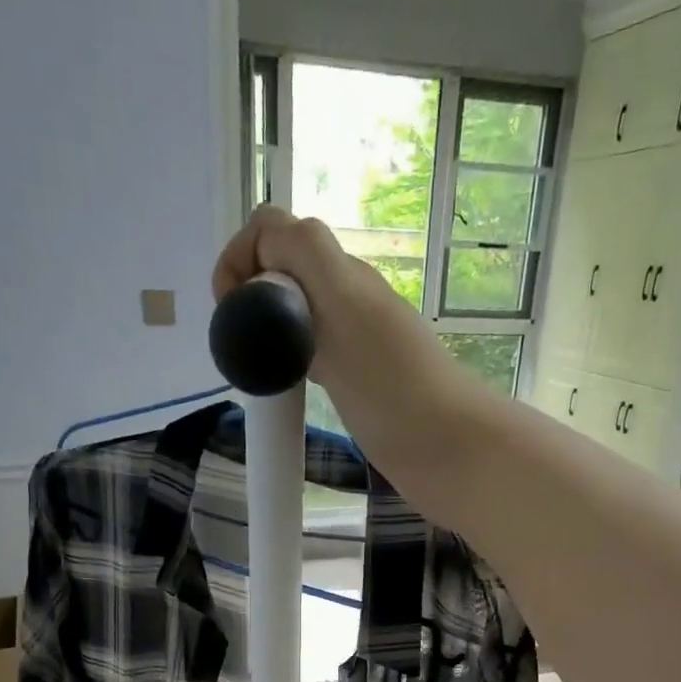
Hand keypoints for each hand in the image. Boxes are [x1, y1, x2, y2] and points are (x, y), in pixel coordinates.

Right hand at [212, 206, 459, 414]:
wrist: (450, 450)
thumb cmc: (393, 386)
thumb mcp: (344, 306)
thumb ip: (305, 259)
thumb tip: (266, 239)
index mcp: (342, 273)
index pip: (276, 231)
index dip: (241, 259)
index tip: (230, 313)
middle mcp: (350, 299)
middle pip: (285, 272)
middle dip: (252, 299)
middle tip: (242, 350)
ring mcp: (357, 343)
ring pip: (298, 314)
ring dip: (269, 333)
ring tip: (258, 372)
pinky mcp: (361, 383)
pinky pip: (314, 355)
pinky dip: (290, 364)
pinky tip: (287, 390)